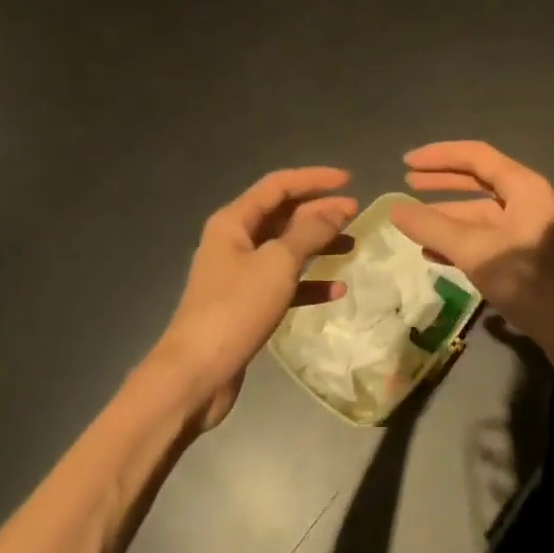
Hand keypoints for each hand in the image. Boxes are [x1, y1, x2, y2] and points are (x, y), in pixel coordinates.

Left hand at [155, 167, 356, 430]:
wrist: (197, 374)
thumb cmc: (235, 308)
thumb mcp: (277, 263)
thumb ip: (310, 233)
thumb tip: (337, 209)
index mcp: (234, 222)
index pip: (278, 185)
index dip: (314, 179)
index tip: (349, 181)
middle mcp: (235, 241)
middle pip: (283, 215)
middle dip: (320, 212)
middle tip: (357, 214)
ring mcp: (240, 274)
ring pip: (286, 248)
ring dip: (318, 245)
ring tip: (352, 246)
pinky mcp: (247, 304)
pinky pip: (284, 282)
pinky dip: (309, 282)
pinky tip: (336, 290)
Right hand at [389, 142, 553, 383]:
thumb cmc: (532, 282)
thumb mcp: (477, 252)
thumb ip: (434, 229)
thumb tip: (394, 209)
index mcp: (524, 188)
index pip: (476, 156)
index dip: (439, 157)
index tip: (405, 163)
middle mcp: (527, 202)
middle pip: (478, 181)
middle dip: (442, 182)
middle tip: (407, 184)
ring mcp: (527, 232)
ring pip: (479, 215)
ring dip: (447, 217)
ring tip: (413, 223)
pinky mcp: (525, 260)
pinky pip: (486, 240)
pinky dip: (459, 243)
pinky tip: (434, 254)